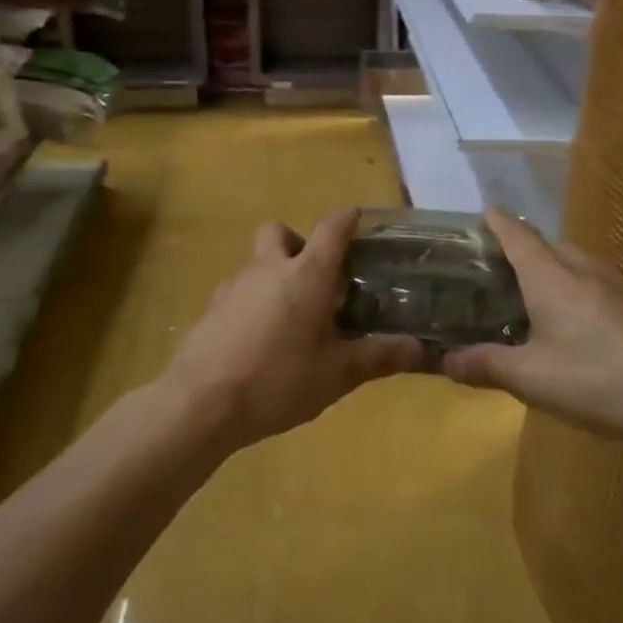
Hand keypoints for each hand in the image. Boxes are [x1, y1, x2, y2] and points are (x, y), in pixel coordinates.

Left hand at [163, 208, 423, 450]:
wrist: (201, 403)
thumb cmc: (278, 380)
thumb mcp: (337, 374)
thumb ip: (379, 356)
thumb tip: (421, 348)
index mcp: (306, 274)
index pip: (331, 228)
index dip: (348, 219)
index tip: (360, 221)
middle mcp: (268, 268)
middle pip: (280, 232)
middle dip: (299, 244)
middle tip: (316, 280)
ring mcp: (233, 285)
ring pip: (257, 263)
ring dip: (275, 276)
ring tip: (290, 320)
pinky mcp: (210, 308)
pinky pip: (238, 292)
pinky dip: (252, 303)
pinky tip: (258, 341)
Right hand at [442, 209, 622, 454]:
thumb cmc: (600, 379)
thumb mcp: (532, 379)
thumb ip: (486, 366)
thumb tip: (445, 361)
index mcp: (550, 276)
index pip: (516, 233)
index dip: (496, 222)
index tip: (481, 217)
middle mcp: (586, 269)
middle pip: (548, 246)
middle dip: (523, 252)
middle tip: (499, 277)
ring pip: (579, 266)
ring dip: (555, 274)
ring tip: (537, 303)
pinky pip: (602, 288)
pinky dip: (582, 296)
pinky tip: (585, 332)